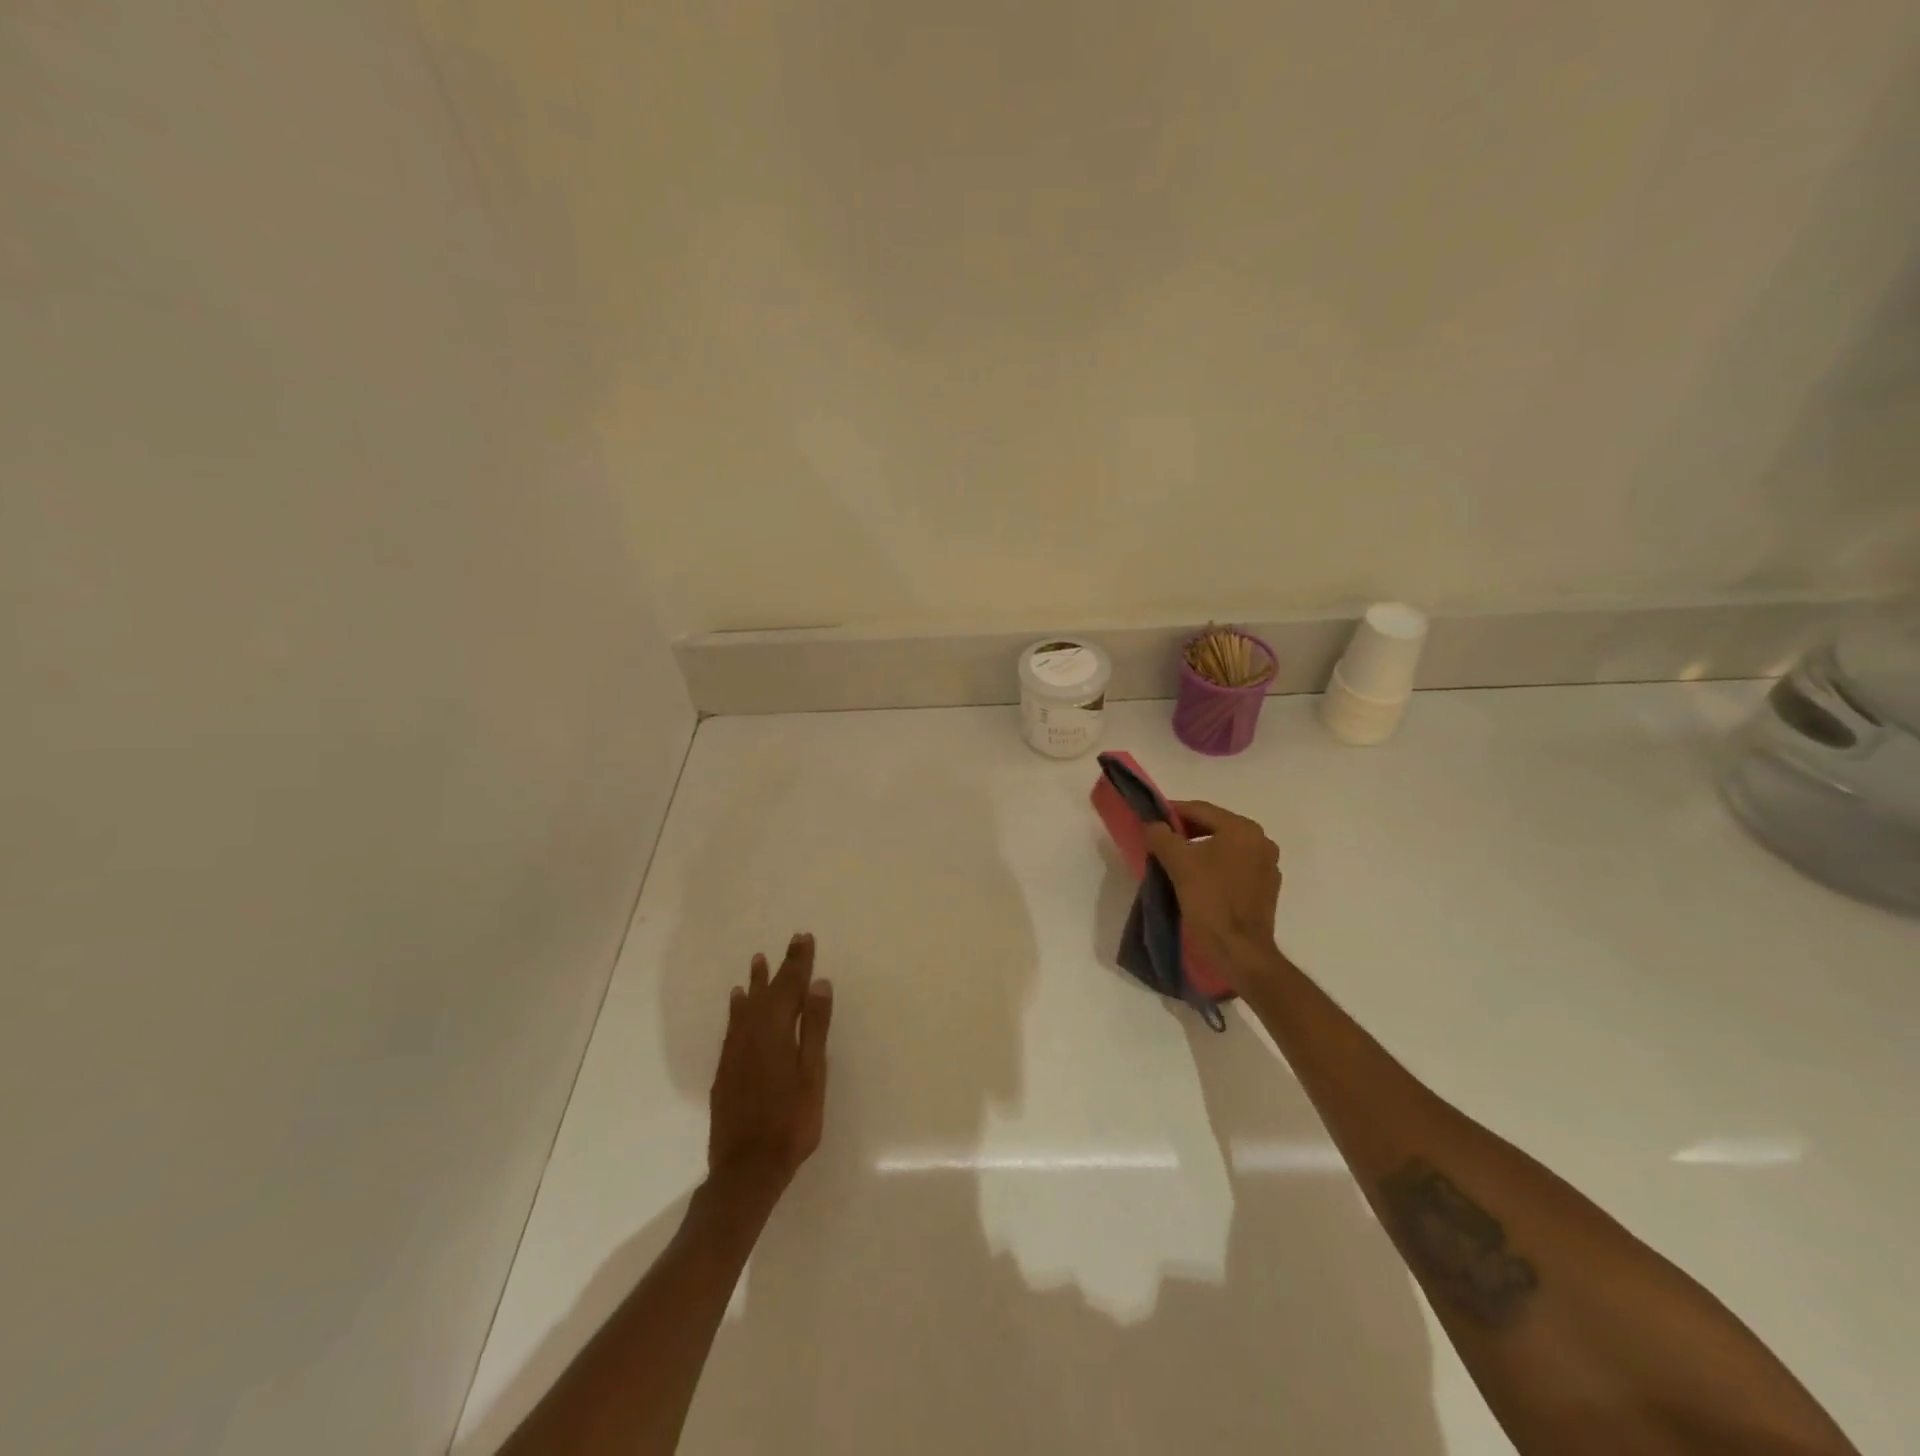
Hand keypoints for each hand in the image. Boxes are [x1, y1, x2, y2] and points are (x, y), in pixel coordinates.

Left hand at [707, 933, 832, 1203]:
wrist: (746, 1170)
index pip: (790, 987)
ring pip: (747, 1006)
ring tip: (758, 961)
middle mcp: (752, 1034)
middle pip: (769, 992)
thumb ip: (814, 1028)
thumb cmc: (791, 1123)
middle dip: (782, 967)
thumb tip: (818, 984)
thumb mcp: (812, 1075)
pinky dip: (738, 1008)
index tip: (804, 938)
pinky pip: (733, 1025)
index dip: (799, 962)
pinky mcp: (726, 1069)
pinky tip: (738, 1002)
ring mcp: (735, 1052)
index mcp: (776, 1032)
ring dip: (756, 983)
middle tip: (792, 942)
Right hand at [1142, 801, 1283, 988]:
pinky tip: (1197, 880)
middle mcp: (1261, 842)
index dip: (1171, 811)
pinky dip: (1214, 867)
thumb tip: (1153, 825)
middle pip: (1214, 826)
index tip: (1150, 818)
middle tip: (1159, 840)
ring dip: (1199, 849)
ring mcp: (1267, 866)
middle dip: (1185, 831)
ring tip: (1174, 860)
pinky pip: (1234, 867)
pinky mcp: (1266, 889)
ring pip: (1224, 847)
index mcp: (1243, 829)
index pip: (1200, 809)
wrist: (1240, 951)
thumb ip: (1161, 836)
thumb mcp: (1178, 863)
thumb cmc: (1210, 900)